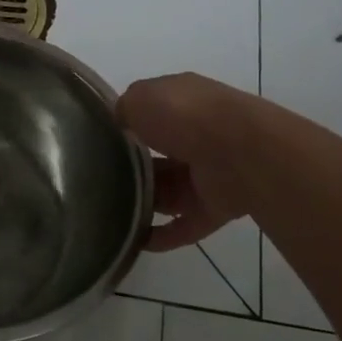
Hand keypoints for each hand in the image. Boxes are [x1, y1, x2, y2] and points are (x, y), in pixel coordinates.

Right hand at [118, 73, 259, 250]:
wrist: (240, 152)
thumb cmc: (185, 116)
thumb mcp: (140, 98)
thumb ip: (124, 109)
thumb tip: (120, 122)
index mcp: (184, 101)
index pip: (153, 111)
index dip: (130, 122)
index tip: (103, 139)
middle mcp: (199, 134)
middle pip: (161, 154)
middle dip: (134, 167)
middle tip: (101, 181)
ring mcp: (210, 172)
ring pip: (171, 190)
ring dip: (145, 202)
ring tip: (110, 214)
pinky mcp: (218, 207)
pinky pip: (185, 224)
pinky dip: (163, 235)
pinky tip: (136, 242)